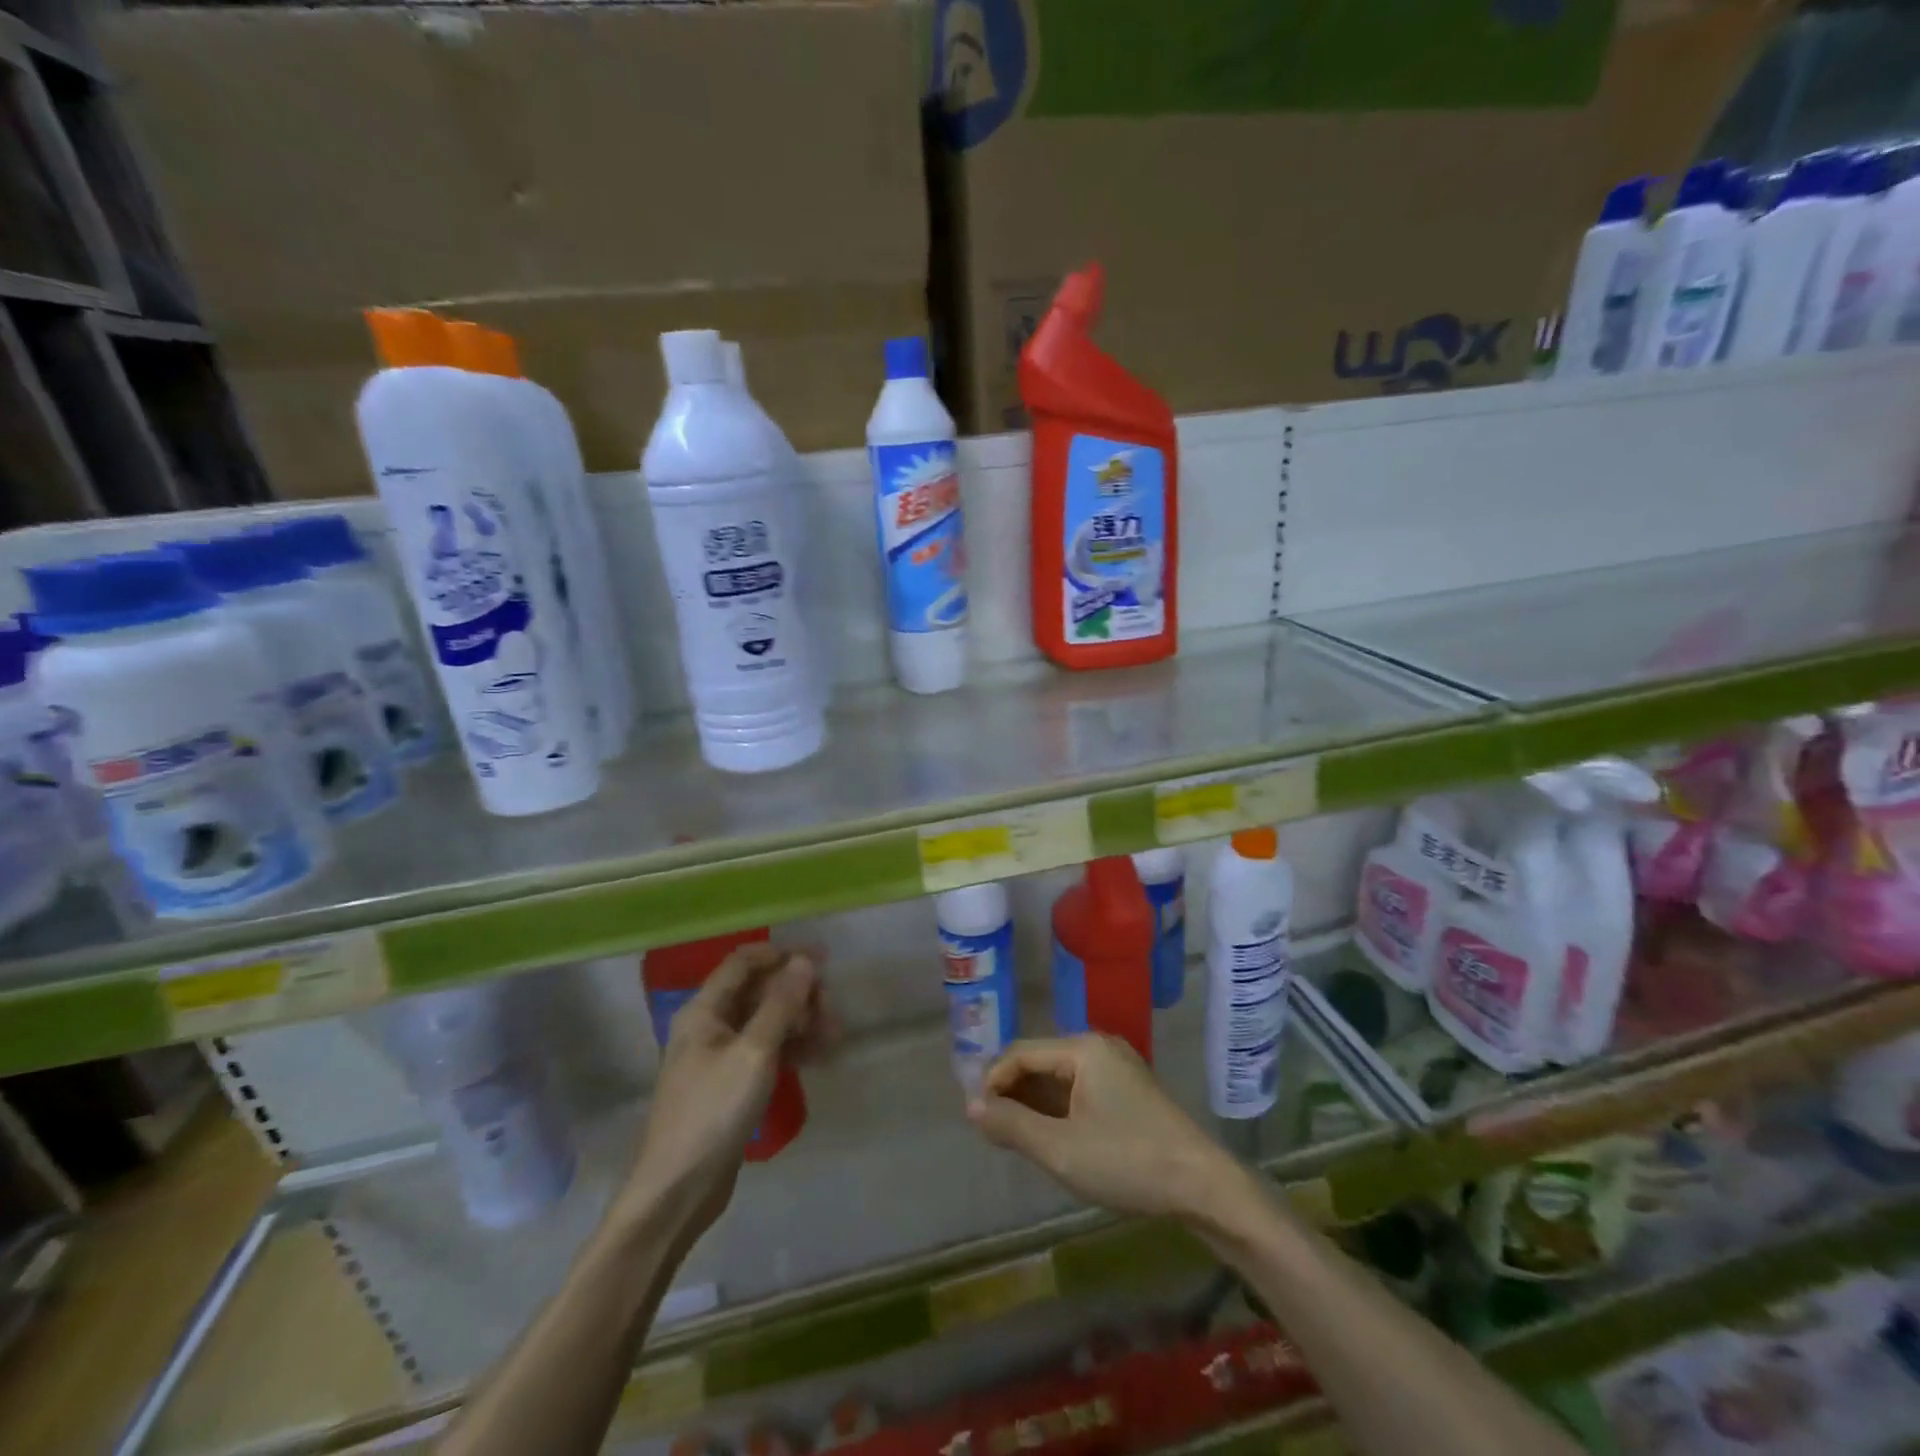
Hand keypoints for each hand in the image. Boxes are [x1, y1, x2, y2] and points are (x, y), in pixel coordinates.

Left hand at [626, 943, 831, 1235]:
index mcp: (704, 1010)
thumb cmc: (713, 1111)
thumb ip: (782, 1004)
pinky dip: (791, 1050)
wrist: (678, 1190)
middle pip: (759, 992)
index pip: (744, 962)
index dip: (782, 955)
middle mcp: (709, 1025)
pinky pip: (766, 1052)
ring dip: (800, 1023)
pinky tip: (820, 1057)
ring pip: (766, 1023)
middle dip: (797, 994)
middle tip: (831, 1009)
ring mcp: (719, 1057)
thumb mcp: (754, 1052)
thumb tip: (804, 961)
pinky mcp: (730, 1085)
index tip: (822, 960)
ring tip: (834, 1036)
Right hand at [967, 1035, 1246, 1222]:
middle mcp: (1099, 1047)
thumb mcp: (1061, 1149)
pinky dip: (1058, 1109)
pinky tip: (1048, 1136)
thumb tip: (972, 1106)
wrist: (1203, 1186)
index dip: (993, 1081)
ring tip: (1013, 1136)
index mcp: (1083, 1048)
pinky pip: (1080, 1089)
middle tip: (991, 1130)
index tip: (976, 1118)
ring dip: (1034, 1103)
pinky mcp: (1128, 1090)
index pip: (1021, 1053)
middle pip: (1040, 1061)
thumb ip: (1012, 1125)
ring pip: (1059, 1077)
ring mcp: (1116, 1068)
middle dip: (1012, 1092)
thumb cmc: (1127, 1162)